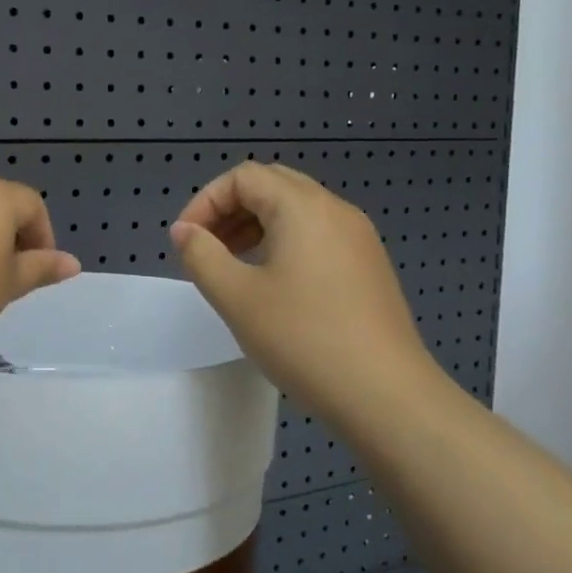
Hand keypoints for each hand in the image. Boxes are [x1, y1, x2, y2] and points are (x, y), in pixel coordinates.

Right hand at [169, 162, 441, 419]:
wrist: (387, 395)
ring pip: (296, 209)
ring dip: (256, 225)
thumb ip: (201, 255)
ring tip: (232, 264)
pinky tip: (272, 282)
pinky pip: (317, 233)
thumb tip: (184, 231)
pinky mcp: (369, 265)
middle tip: (207, 247)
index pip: (243, 177)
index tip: (186, 242)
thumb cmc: (303, 339)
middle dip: (230, 209)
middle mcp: (335, 209)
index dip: (205, 202)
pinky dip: (284, 241)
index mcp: (302, 207)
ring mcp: (358, 237)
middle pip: (272, 185)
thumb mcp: (237, 297)